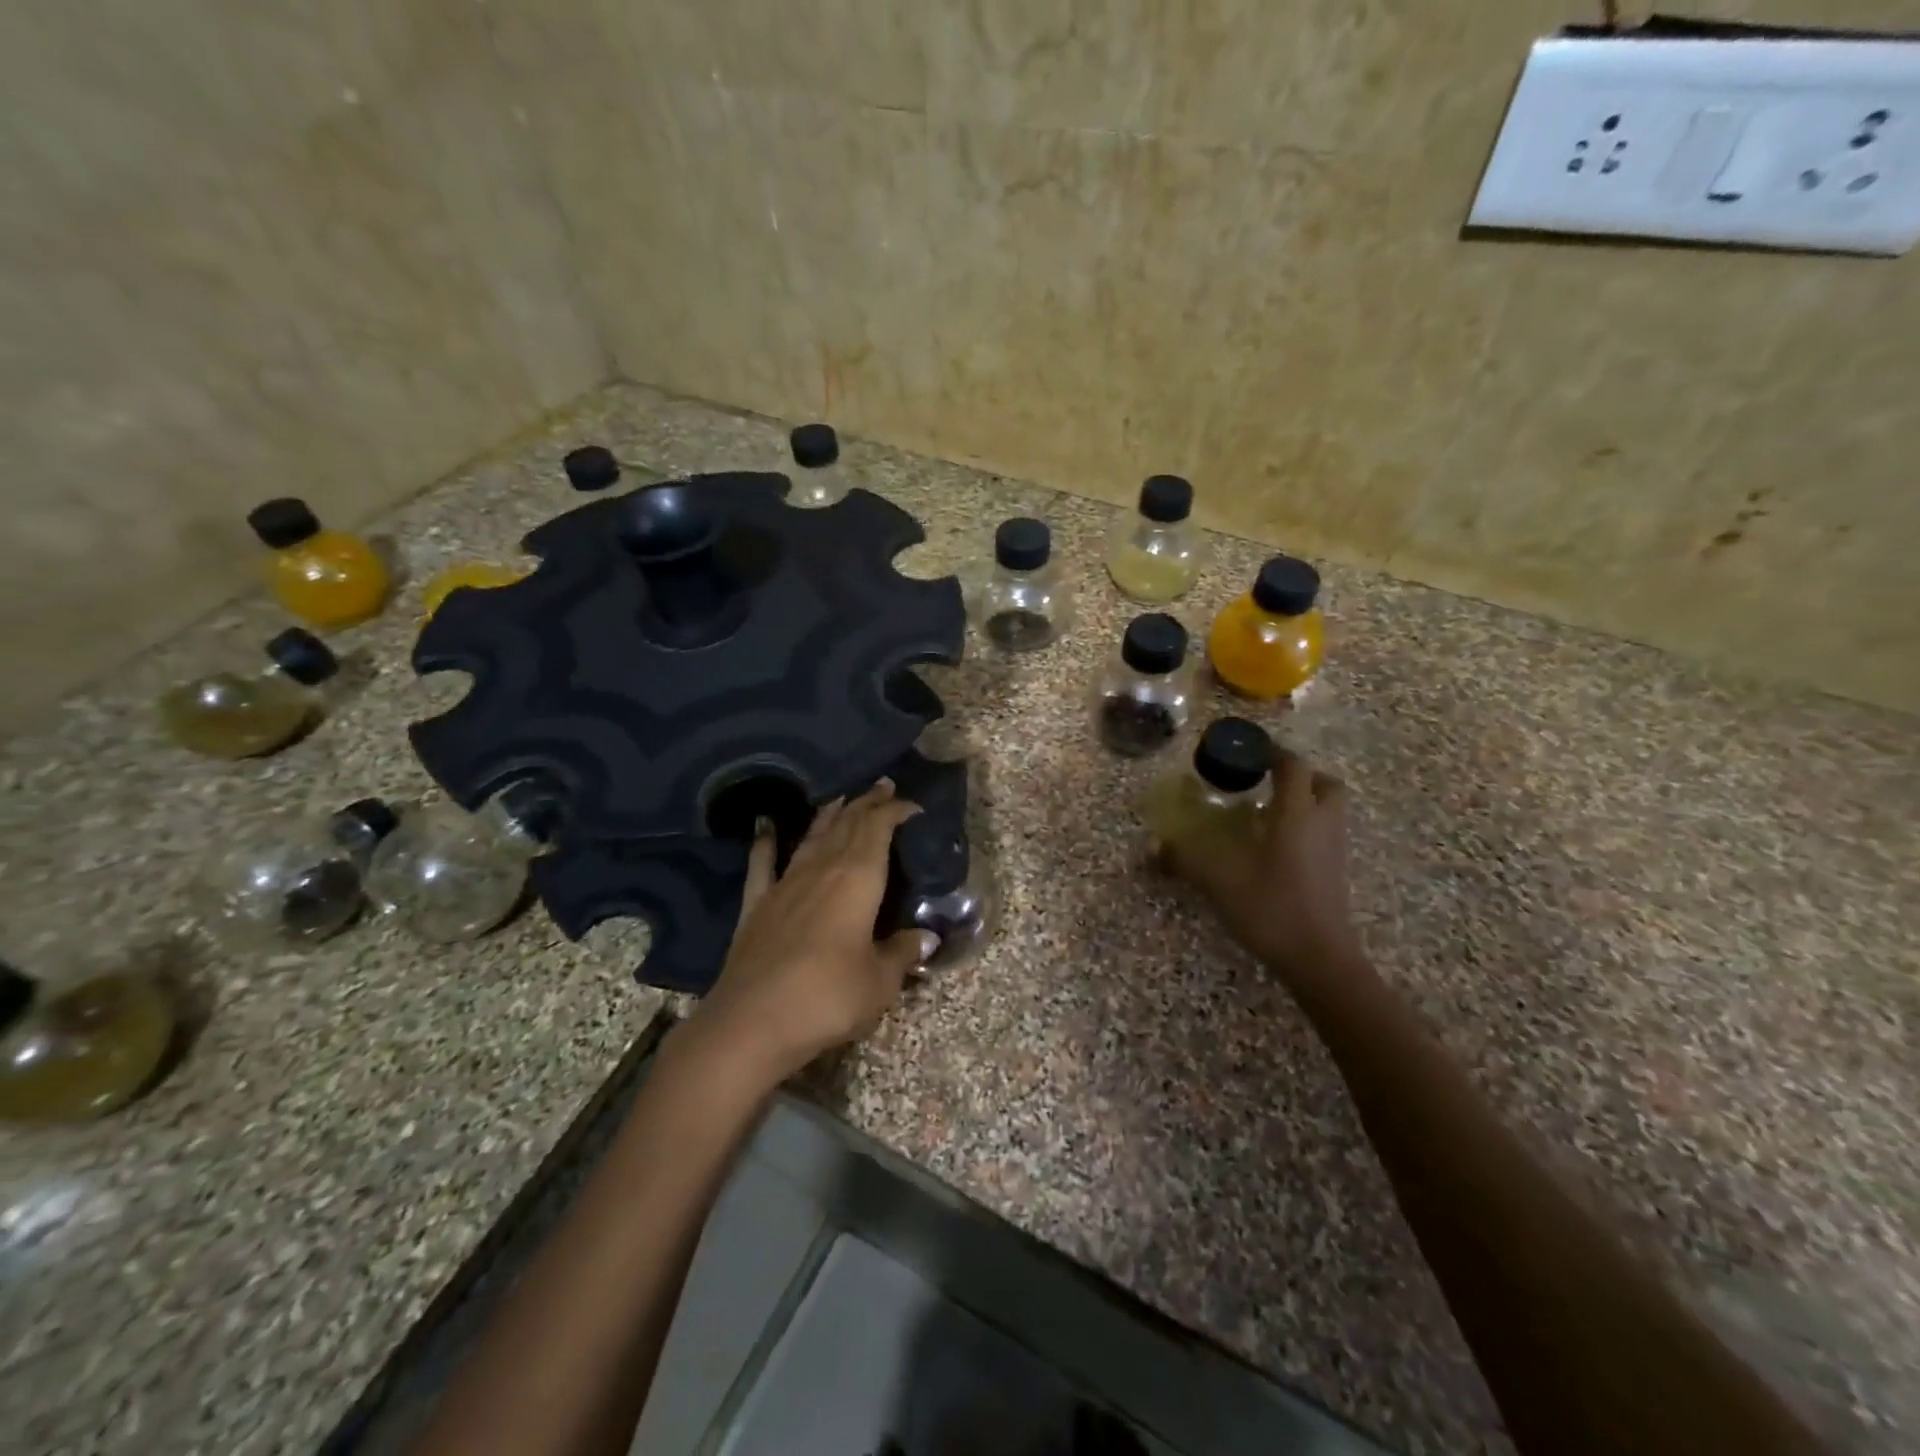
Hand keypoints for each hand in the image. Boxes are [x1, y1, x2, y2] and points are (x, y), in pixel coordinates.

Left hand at [692, 780, 936, 1087]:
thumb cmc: (828, 997)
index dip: (895, 811)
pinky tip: (765, 826)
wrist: (752, 1022)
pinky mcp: (756, 905)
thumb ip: (902, 953)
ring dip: (829, 815)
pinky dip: (766, 842)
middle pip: (847, 825)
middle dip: (867, 804)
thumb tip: (925, 937)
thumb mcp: (880, 981)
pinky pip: (762, 864)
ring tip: (842, 798)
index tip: (913, 806)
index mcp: (857, 879)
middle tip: (882, 787)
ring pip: (812, 837)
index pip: (879, 829)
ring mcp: (785, 884)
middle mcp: (822, 870)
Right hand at [1156, 747, 1363, 989]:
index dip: (1272, 752)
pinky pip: (1325, 832)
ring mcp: (1334, 848)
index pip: (1292, 765)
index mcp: (1296, 813)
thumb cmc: (1271, 908)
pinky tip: (1275, 845)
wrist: (1320, 958)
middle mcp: (1322, 822)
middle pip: (1322, 782)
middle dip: (1297, 774)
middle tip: (1265, 781)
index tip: (1247, 750)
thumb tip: (1151, 846)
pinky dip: (1306, 826)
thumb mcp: (1220, 881)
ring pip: (1328, 808)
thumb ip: (1185, 859)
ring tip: (1266, 812)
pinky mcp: (1336, 870)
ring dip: (1303, 800)